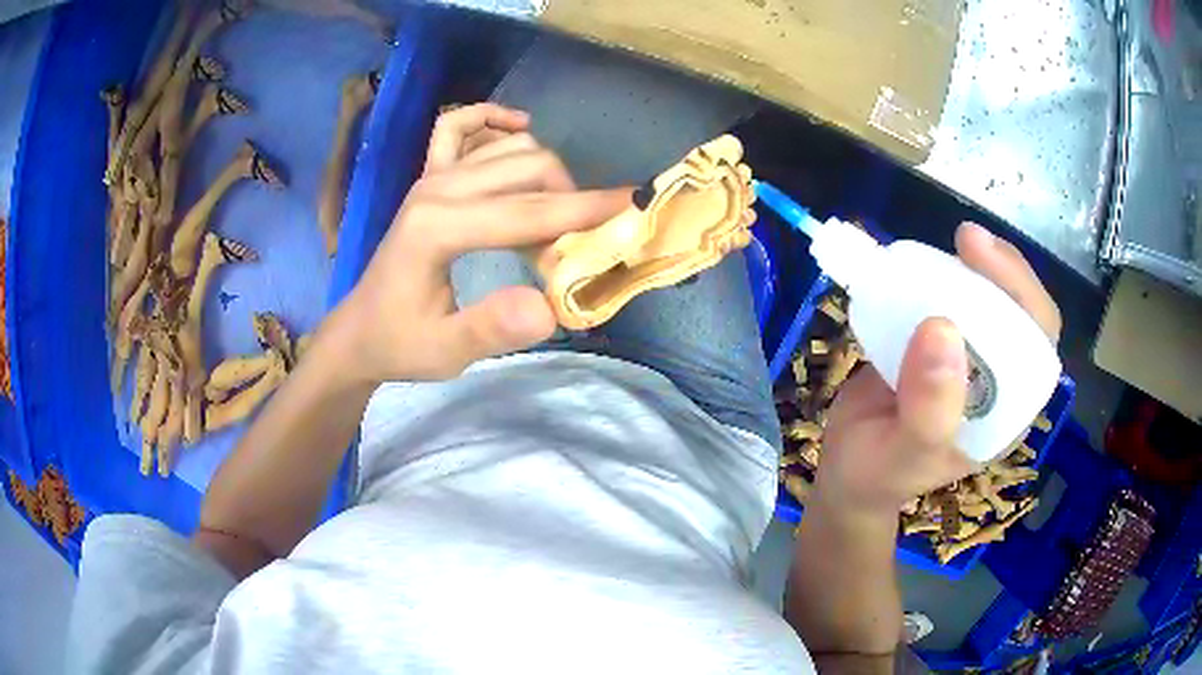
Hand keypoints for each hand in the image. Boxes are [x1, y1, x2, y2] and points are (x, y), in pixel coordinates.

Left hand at [327, 103, 630, 382]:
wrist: (360, 331)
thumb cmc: (400, 343)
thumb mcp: (445, 351)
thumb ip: (491, 329)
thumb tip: (549, 307)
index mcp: (437, 228)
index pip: (527, 211)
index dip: (585, 210)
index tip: (635, 205)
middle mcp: (437, 188)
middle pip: (528, 168)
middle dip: (570, 199)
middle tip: (580, 246)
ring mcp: (431, 176)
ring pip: (510, 148)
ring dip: (546, 174)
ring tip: (553, 221)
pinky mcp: (429, 177)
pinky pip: (459, 126)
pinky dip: (491, 119)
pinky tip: (517, 128)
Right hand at [813, 223, 1061, 516]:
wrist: (846, 471)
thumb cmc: (878, 474)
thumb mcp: (903, 454)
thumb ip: (928, 410)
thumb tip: (942, 328)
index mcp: (1005, 411)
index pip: (1037, 347)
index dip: (1024, 298)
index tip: (984, 262)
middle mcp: (997, 378)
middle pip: (1020, 312)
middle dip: (1002, 270)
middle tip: (966, 239)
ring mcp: (969, 356)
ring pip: (990, 299)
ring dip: (976, 266)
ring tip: (953, 243)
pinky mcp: (940, 339)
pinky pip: (953, 298)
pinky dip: (944, 272)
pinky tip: (927, 262)